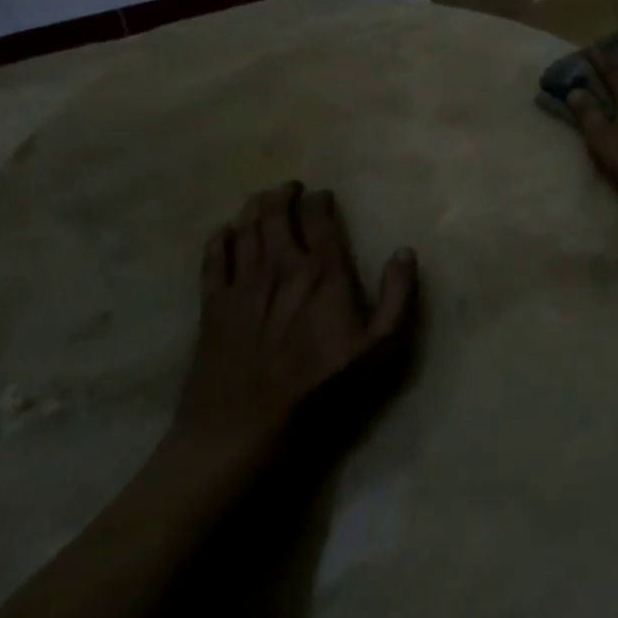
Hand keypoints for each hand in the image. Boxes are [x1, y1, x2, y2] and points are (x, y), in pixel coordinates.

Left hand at [171, 182, 419, 468]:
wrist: (244, 429)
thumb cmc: (320, 391)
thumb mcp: (378, 351)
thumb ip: (397, 297)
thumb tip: (404, 252)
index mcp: (322, 272)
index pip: (319, 218)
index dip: (320, 200)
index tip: (323, 196)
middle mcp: (280, 266)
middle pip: (277, 214)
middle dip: (284, 194)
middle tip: (290, 188)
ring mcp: (242, 284)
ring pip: (245, 228)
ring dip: (254, 207)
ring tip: (261, 199)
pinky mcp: (212, 305)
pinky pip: (213, 258)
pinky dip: (219, 238)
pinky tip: (224, 232)